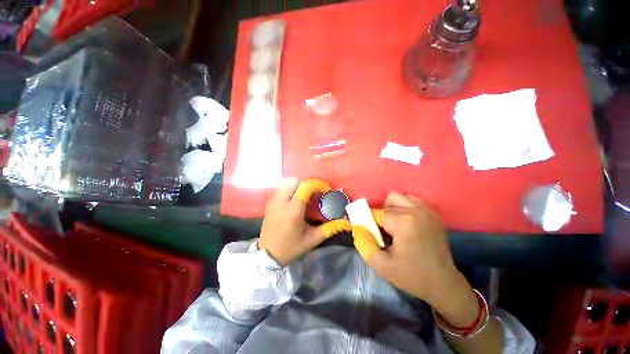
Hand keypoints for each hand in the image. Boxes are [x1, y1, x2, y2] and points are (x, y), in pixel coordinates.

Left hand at [259, 178, 348, 265]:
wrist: (266, 256)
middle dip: (308, 183)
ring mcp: (273, 201)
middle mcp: (282, 201)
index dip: (318, 184)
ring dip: (299, 185)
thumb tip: (346, 222)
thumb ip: (330, 229)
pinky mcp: (270, 202)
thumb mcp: (312, 240)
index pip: (306, 187)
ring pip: (288, 182)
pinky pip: (282, 188)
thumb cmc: (290, 248)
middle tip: (316, 193)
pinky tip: (296, 201)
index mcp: (293, 211)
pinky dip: (292, 189)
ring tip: (307, 196)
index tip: (325, 190)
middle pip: (295, 180)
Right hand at [356, 192, 478, 327]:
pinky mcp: (433, 214)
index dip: (370, 221)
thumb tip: (357, 227)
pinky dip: (404, 208)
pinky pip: (412, 201)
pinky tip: (406, 223)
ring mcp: (427, 211)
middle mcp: (416, 211)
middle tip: (384, 229)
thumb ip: (364, 244)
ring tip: (395, 225)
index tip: (370, 232)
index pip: (378, 213)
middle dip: (382, 213)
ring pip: (401, 197)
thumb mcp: (381, 265)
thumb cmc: (412, 276)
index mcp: (404, 222)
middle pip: (389, 200)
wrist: (443, 284)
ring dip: (393, 208)